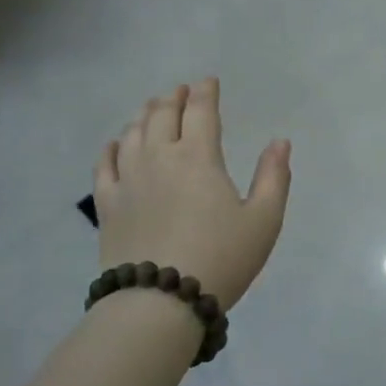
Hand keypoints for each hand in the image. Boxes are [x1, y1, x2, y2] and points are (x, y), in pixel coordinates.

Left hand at [94, 78, 290, 310]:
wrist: (160, 302)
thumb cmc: (220, 259)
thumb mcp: (263, 221)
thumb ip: (274, 177)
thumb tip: (280, 141)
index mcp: (198, 157)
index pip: (201, 111)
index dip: (205, 92)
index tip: (208, 82)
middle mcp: (160, 157)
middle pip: (163, 114)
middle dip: (174, 97)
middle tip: (180, 91)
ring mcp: (128, 179)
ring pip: (133, 133)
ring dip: (145, 115)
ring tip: (152, 109)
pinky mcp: (107, 204)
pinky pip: (105, 164)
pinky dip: (112, 147)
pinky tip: (117, 144)